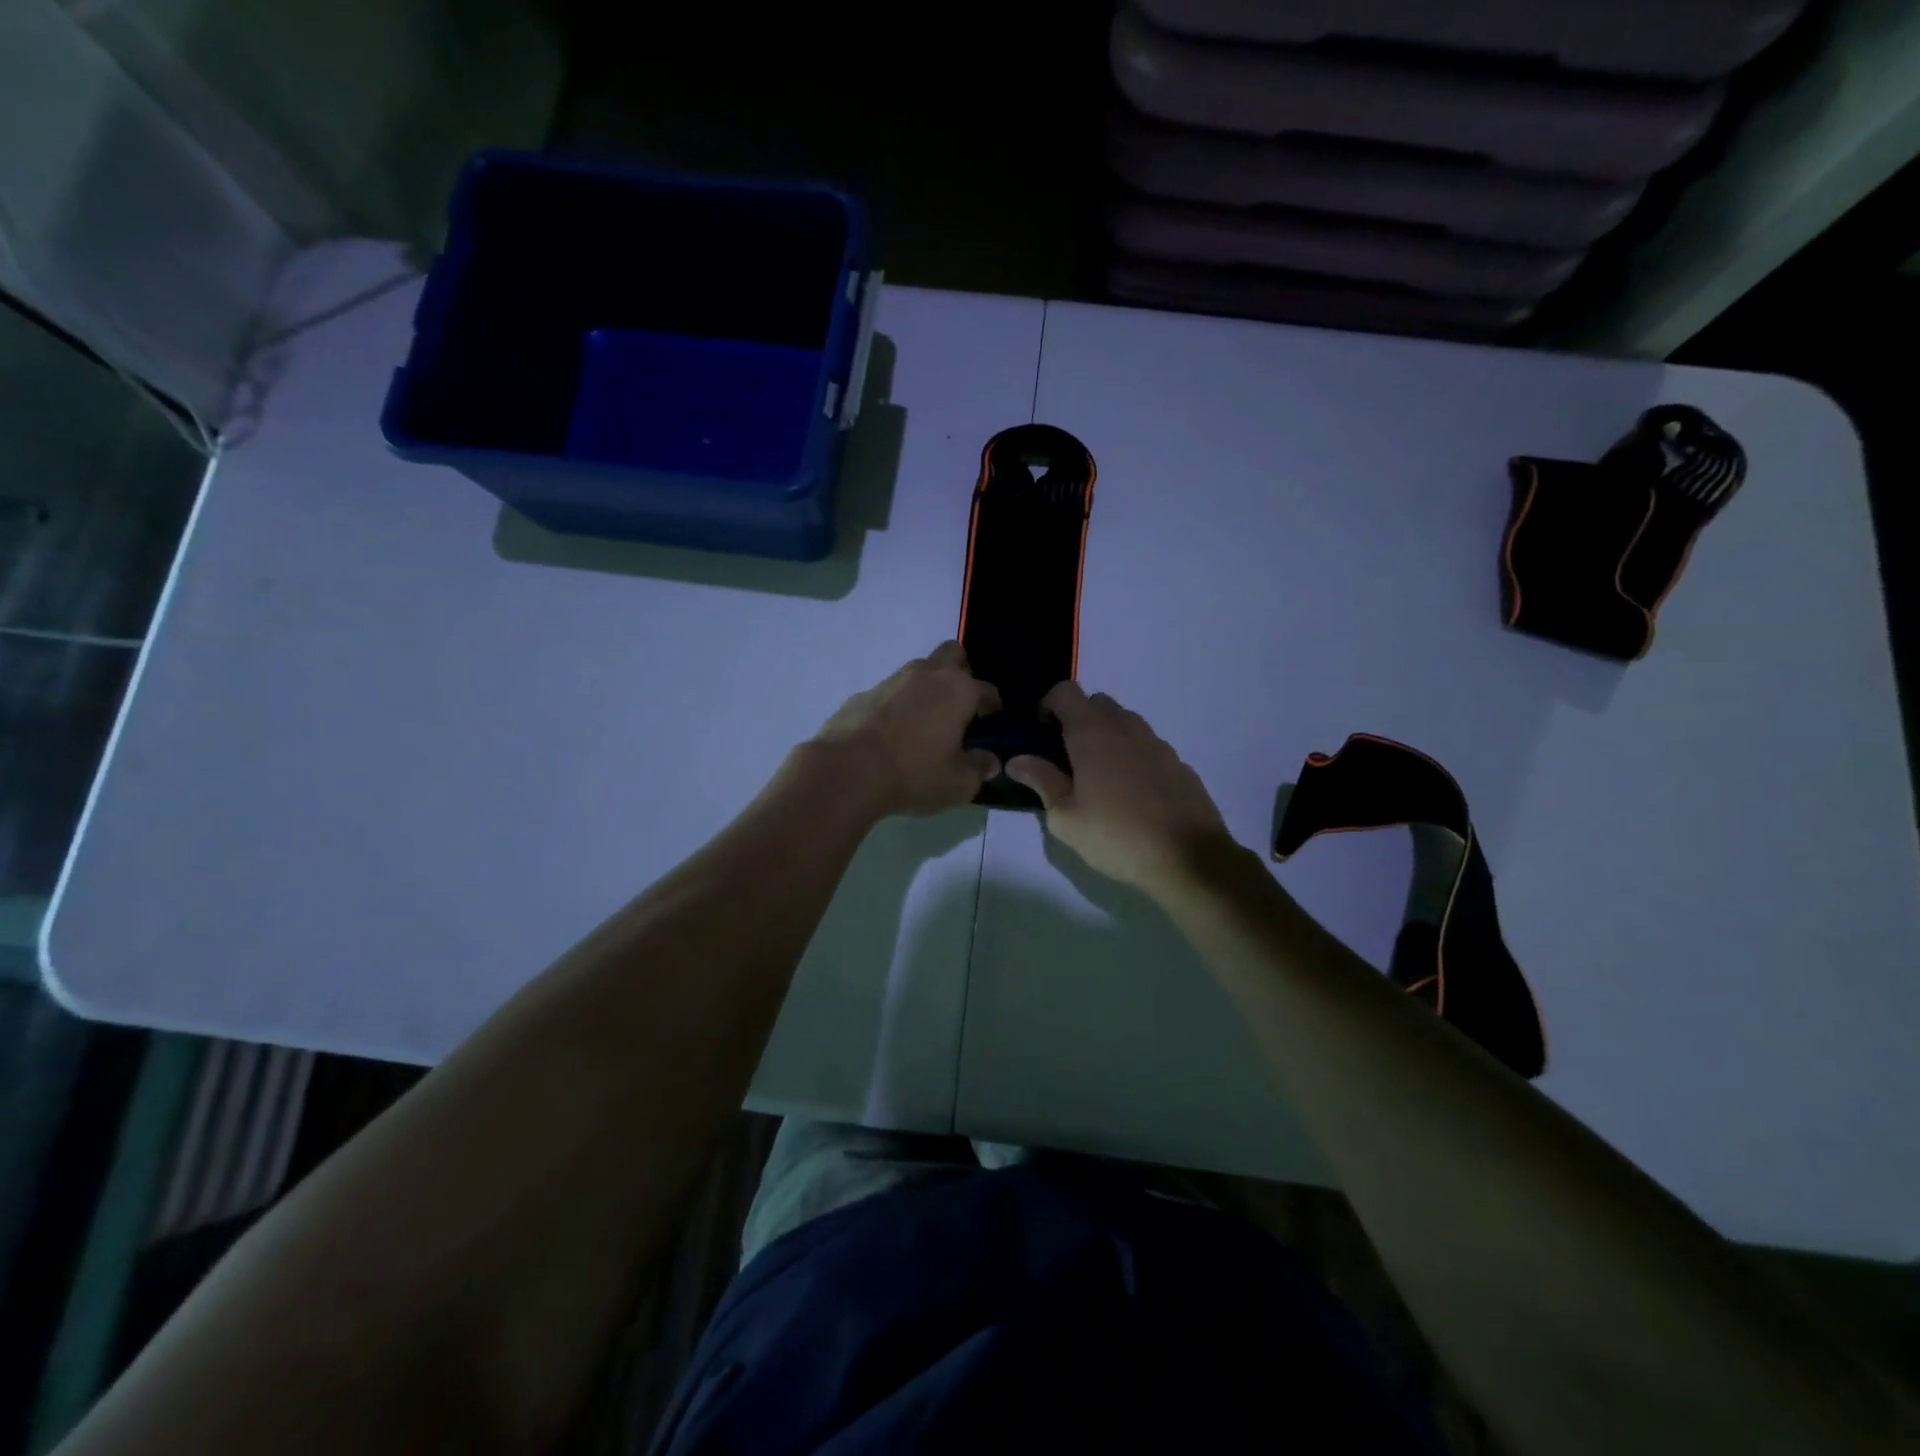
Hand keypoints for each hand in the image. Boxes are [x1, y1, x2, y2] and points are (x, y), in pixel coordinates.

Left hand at [809, 642, 1002, 817]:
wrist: (847, 771)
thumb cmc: (914, 774)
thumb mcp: (958, 783)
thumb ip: (978, 768)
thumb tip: (989, 760)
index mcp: (958, 690)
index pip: (987, 689)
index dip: (993, 705)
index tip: (992, 721)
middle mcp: (927, 675)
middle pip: (952, 654)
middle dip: (961, 672)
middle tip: (959, 706)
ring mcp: (891, 681)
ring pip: (918, 671)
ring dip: (926, 688)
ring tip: (924, 722)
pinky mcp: (862, 694)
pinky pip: (889, 692)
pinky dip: (897, 705)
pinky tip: (891, 733)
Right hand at [1006, 682, 1233, 889]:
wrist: (1189, 858)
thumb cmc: (1116, 836)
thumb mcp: (1065, 818)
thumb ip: (1041, 781)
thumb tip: (1018, 760)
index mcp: (1093, 734)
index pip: (1066, 691)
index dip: (1048, 705)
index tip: (1042, 734)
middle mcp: (1126, 727)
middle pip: (1097, 703)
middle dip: (1078, 720)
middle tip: (1068, 758)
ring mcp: (1158, 743)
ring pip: (1125, 723)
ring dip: (1108, 737)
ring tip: (1100, 779)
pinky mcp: (1179, 763)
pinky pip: (1148, 747)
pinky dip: (1133, 757)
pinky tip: (1133, 795)